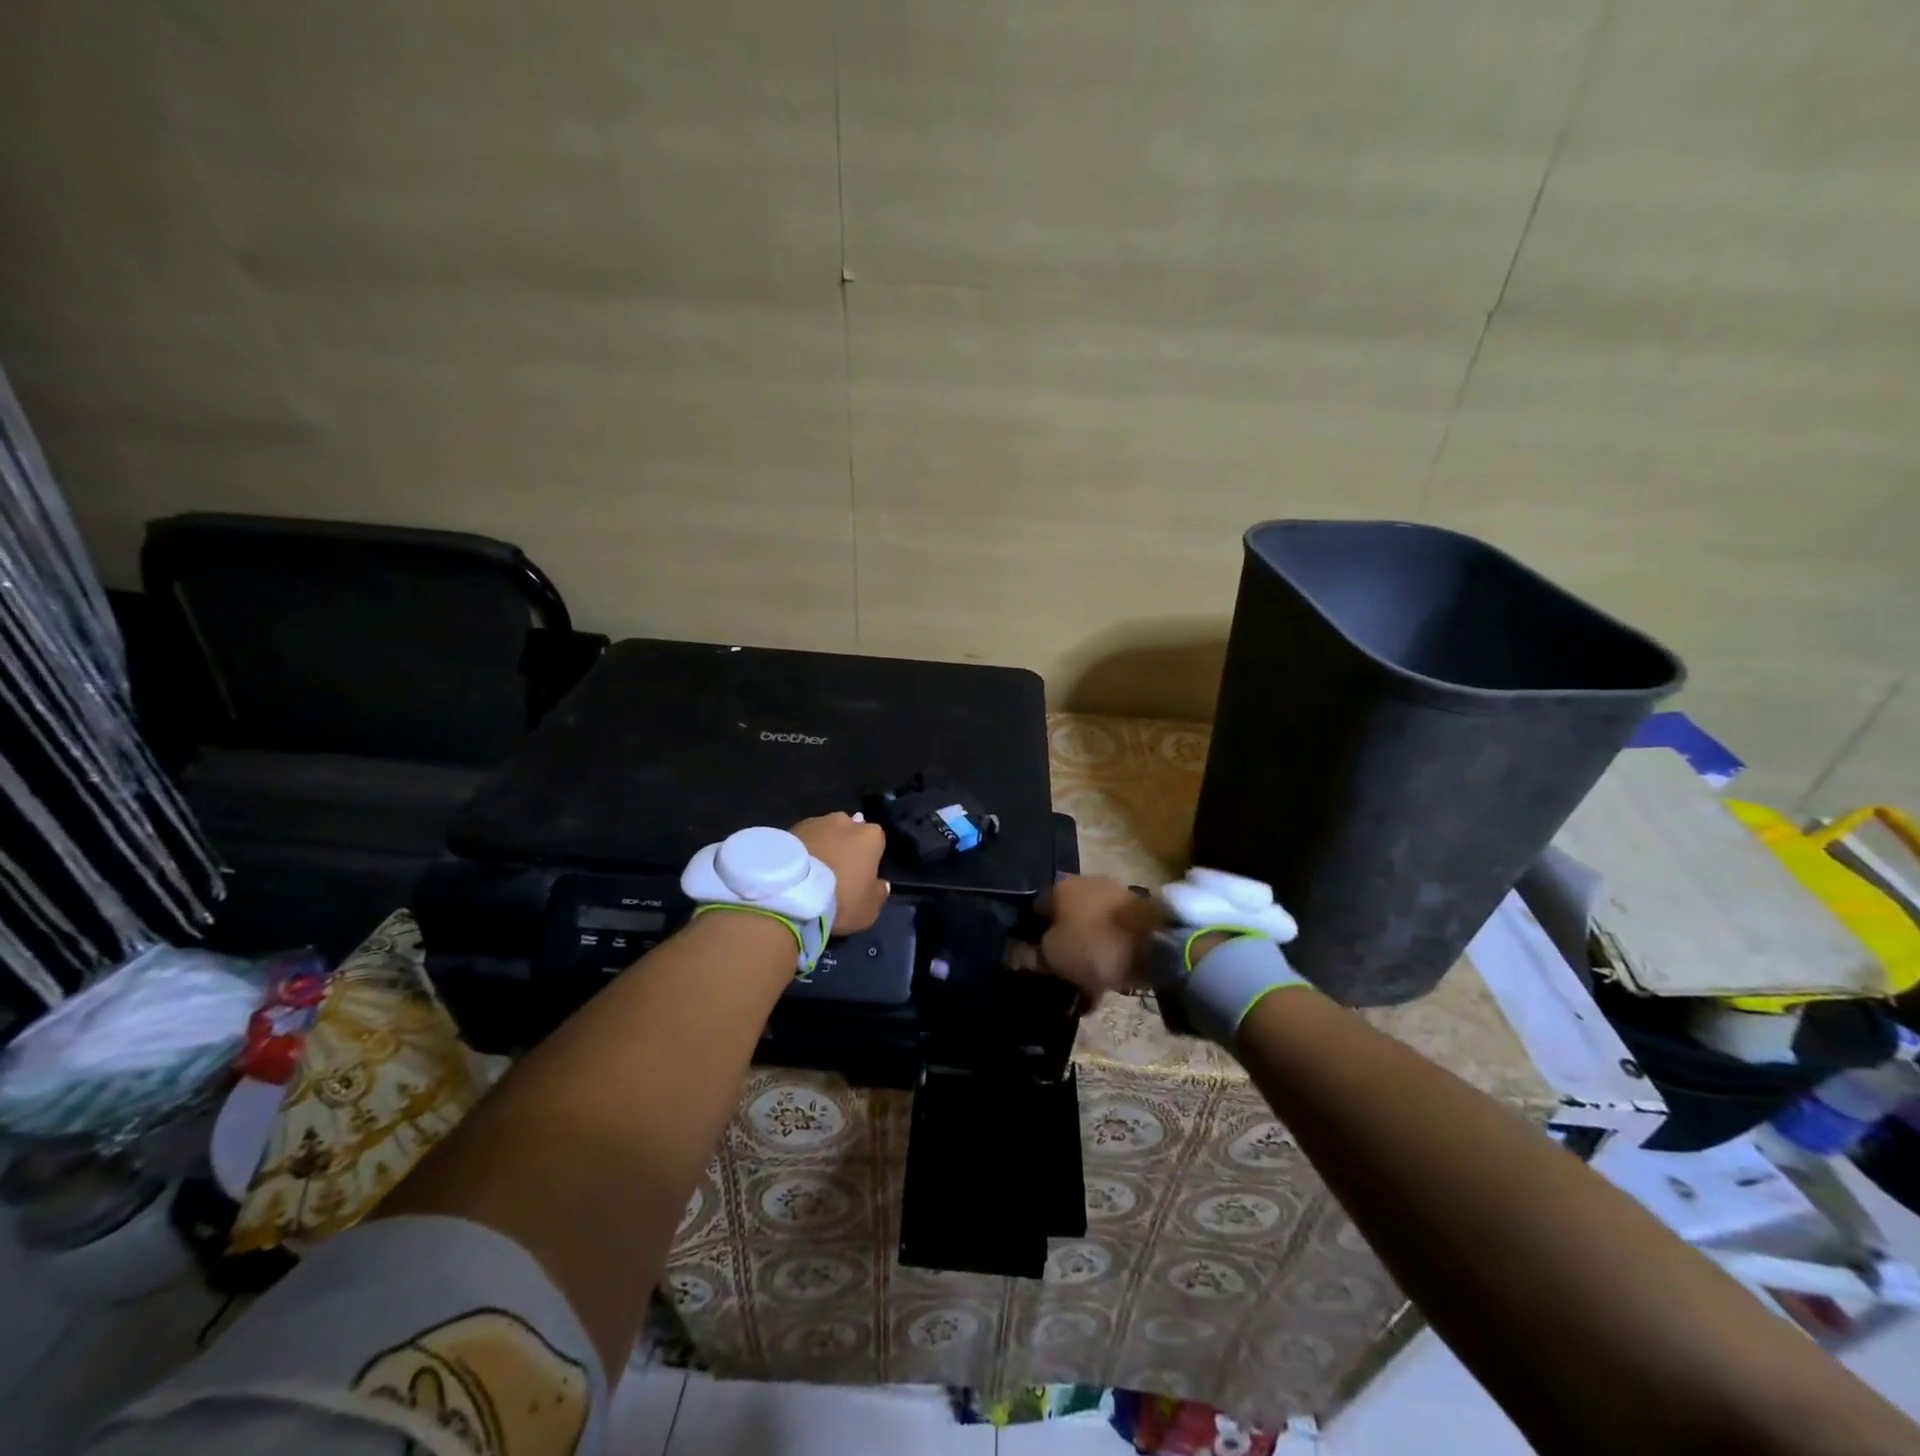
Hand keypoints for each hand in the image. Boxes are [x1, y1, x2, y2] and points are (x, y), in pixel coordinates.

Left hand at [792, 813, 888, 933]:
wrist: (792, 892)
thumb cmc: (840, 899)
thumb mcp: (869, 909)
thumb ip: (879, 893)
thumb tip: (881, 884)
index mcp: (871, 836)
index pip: (877, 842)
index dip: (869, 859)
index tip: (862, 876)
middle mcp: (846, 821)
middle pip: (851, 832)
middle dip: (846, 846)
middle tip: (837, 872)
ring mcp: (816, 821)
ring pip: (826, 833)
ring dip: (824, 845)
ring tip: (813, 870)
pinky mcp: (791, 828)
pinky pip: (804, 838)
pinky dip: (804, 849)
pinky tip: (797, 869)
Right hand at [1035, 875, 1162, 1003]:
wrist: (1157, 944)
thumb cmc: (1094, 945)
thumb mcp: (1053, 956)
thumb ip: (1031, 955)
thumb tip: (1015, 954)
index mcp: (1060, 887)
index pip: (1035, 910)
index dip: (1030, 936)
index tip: (1033, 961)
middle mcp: (1086, 884)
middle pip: (1066, 919)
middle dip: (1062, 947)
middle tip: (1060, 976)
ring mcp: (1115, 897)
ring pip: (1091, 929)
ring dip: (1086, 955)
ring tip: (1086, 990)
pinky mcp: (1138, 913)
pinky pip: (1114, 937)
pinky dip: (1109, 956)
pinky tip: (1107, 984)